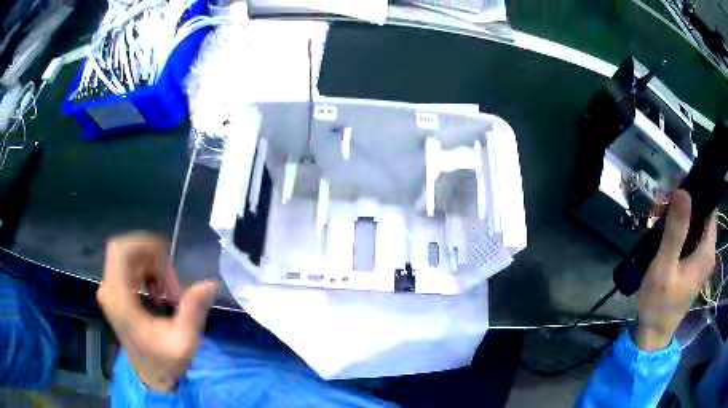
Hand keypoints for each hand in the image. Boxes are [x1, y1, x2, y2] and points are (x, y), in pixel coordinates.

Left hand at [97, 233, 217, 391]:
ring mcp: (110, 290)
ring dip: (151, 266)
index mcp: (119, 299)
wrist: (150, 375)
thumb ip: (193, 312)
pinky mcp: (115, 292)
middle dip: (152, 258)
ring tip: (168, 292)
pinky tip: (158, 291)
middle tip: (172, 284)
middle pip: (125, 250)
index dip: (145, 245)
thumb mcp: (184, 342)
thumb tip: (209, 284)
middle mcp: (109, 290)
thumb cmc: (165, 362)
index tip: (169, 263)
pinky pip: (128, 265)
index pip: (120, 251)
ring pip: (128, 256)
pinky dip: (146, 271)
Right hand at [637, 190, 716, 349]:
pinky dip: (676, 231)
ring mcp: (700, 260)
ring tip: (655, 219)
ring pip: (693, 225)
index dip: (696, 192)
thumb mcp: (665, 266)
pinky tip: (659, 233)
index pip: (709, 207)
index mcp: (706, 251)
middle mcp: (707, 252)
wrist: (652, 334)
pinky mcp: (692, 265)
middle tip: (660, 205)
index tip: (676, 186)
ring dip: (676, 217)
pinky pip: (688, 238)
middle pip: (700, 214)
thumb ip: (676, 230)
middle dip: (682, 205)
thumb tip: (683, 191)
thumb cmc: (660, 303)